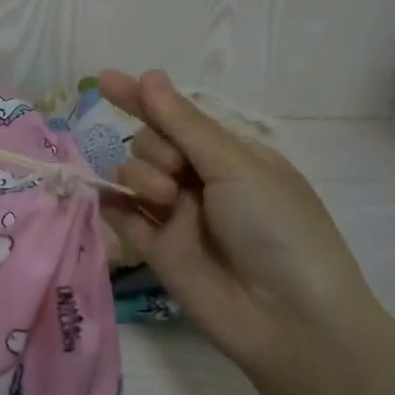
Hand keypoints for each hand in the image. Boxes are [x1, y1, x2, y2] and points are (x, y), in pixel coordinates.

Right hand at [98, 69, 375, 387]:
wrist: (289, 320)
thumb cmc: (277, 228)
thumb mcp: (236, 166)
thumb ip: (183, 124)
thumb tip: (148, 74)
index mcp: (229, 155)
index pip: (176, 116)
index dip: (142, 97)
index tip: (106, 79)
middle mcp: (200, 180)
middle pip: (150, 142)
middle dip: (155, 146)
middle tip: (177, 171)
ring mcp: (176, 215)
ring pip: (132, 174)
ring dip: (140, 175)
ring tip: (166, 199)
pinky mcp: (156, 249)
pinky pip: (121, 215)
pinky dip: (112, 203)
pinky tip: (110, 199)